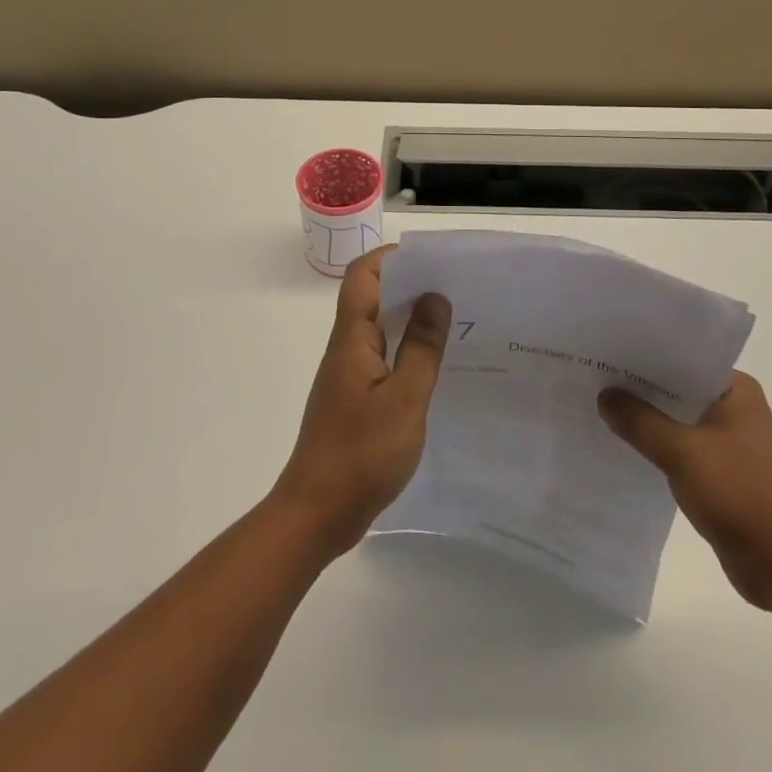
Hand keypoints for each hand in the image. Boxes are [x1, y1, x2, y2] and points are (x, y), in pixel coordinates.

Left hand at [271, 246, 451, 557]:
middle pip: (372, 298)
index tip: (431, 259)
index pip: (362, 275)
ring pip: (378, 330)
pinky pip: (381, 360)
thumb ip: (421, 347)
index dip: (391, 257)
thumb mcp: (404, 398)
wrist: (316, 514)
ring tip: (454, 323)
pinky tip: (433, 369)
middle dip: (410, 285)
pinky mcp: (353, 401)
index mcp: (352, 338)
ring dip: (410, 320)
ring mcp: (348, 375)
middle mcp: (346, 348)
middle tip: (455, 289)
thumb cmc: (361, 453)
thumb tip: (434, 296)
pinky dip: (405, 352)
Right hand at [599, 370, 771, 611]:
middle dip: (639, 387)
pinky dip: (656, 446)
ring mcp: (728, 442)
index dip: (643, 355)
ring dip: (646, 419)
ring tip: (599, 406)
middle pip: (676, 388)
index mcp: (735, 390)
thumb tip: (604, 396)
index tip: (606, 349)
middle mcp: (734, 408)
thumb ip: (640, 421)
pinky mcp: (721, 473)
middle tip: (593, 375)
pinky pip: (680, 448)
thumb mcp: (682, 451)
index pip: (681, 358)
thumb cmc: (740, 494)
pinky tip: (623, 445)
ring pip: (676, 420)